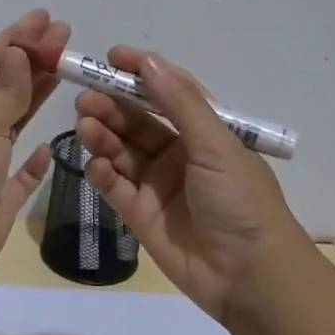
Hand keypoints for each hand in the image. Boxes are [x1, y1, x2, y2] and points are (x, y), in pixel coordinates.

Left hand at [0, 9, 66, 288]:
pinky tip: (48, 147)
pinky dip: (34, 160)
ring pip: (13, 123)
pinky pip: (19, 173)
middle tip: (67, 38)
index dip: (17, 38)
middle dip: (33, 61)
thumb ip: (6, 90)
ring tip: (66, 72)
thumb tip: (17, 53)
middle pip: (3, 87)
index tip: (47, 19)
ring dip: (36, 97)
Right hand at [75, 47, 306, 324]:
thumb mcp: (217, 146)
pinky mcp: (140, 214)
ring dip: (103, 135)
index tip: (112, 57)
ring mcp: (158, 184)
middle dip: (112, 106)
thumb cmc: (241, 202)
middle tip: (85, 99)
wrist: (249, 277)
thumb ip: (180, 104)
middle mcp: (180, 153)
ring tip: (85, 126)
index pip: (170, 91)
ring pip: (122, 151)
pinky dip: (102, 172)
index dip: (143, 72)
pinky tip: (94, 165)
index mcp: (206, 132)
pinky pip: (114, 186)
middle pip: (139, 121)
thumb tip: (149, 62)